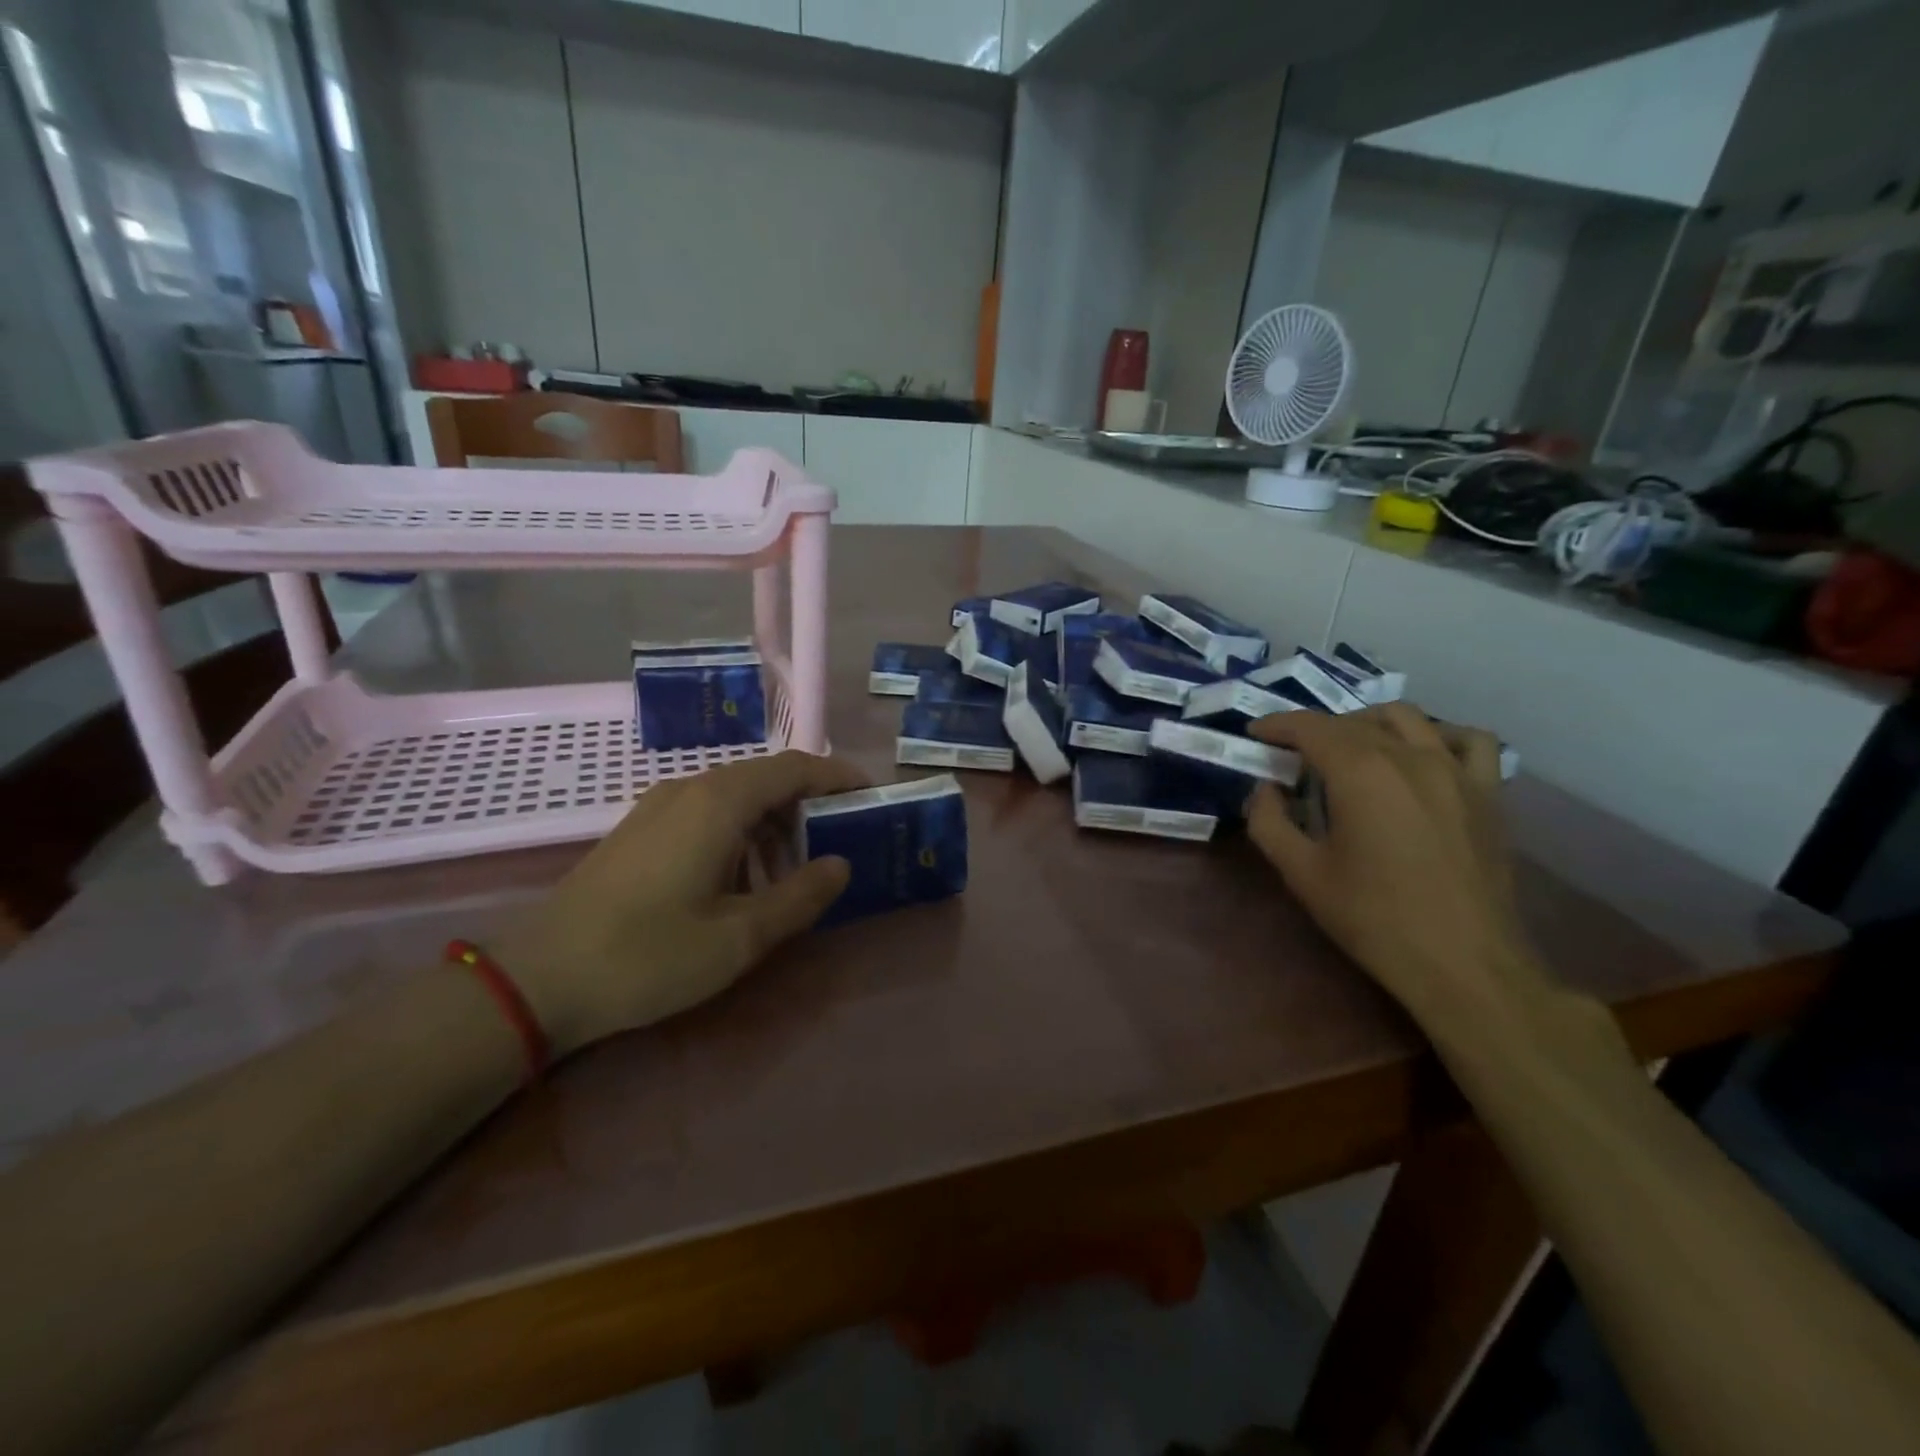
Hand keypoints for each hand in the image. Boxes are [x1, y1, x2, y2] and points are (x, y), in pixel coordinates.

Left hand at [496, 752, 866, 1056]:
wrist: (538, 978)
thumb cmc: (649, 955)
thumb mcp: (740, 937)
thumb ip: (800, 897)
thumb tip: (842, 865)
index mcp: (720, 802)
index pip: (795, 768)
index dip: (838, 777)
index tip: (871, 796)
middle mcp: (690, 789)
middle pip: (767, 779)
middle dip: (809, 805)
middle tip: (841, 842)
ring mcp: (659, 807)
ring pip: (736, 797)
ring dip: (774, 825)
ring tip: (794, 873)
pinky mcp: (640, 830)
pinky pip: (707, 814)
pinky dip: (741, 835)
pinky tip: (740, 883)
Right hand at [1245, 706, 1547, 1035]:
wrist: (1463, 964)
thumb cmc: (1374, 918)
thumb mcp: (1302, 874)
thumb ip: (1269, 822)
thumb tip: (1264, 790)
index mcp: (1360, 772)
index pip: (1310, 727)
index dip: (1277, 724)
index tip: (1256, 733)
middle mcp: (1409, 756)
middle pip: (1353, 722)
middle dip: (1315, 730)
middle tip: (1292, 756)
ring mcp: (1455, 771)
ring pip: (1408, 718)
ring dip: (1368, 722)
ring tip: (1351, 747)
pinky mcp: (1487, 793)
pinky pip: (1467, 741)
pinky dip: (1439, 735)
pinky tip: (1422, 755)